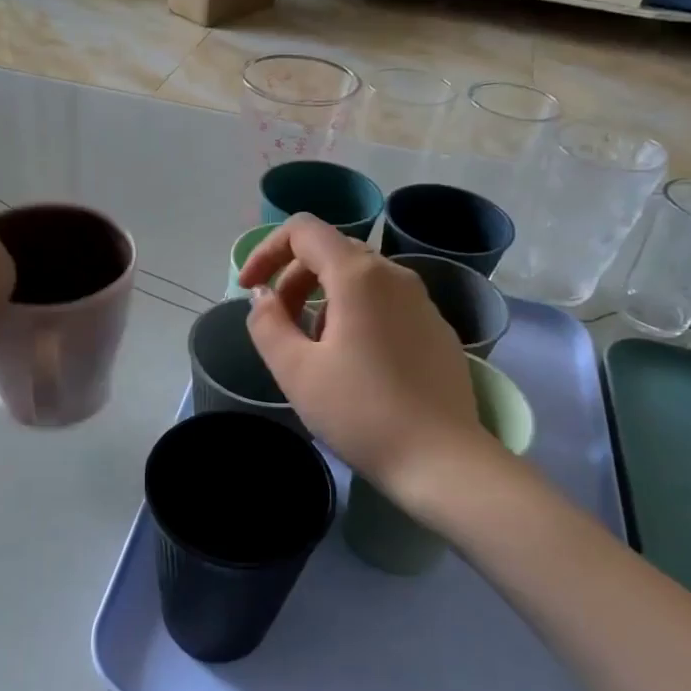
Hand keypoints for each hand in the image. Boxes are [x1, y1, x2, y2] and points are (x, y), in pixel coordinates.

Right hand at [240, 215, 489, 493]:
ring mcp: (421, 301)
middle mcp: (395, 275)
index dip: (266, 251)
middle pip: (331, 251)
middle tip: (276, 324)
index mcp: (358, 275)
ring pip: (359, 278)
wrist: (442, 460)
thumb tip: (264, 297)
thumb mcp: (296, 370)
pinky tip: (352, 362)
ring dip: (322, 298)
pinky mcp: (435, 329)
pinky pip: (385, 302)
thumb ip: (267, 323)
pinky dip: (354, 314)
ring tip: (312, 348)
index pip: (303, 230)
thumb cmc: (360, 412)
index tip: (249, 289)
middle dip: (292, 279)